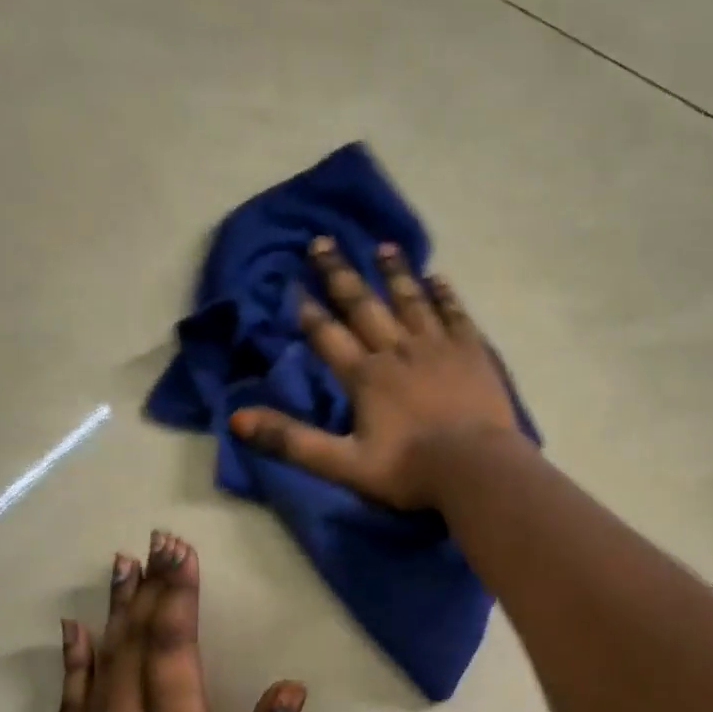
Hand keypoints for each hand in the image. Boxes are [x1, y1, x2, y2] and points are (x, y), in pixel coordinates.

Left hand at [38, 532, 303, 711]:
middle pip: (139, 643)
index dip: (179, 597)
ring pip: (104, 660)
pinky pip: (70, 698)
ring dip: (116, 608)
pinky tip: (74, 628)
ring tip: (122, 564)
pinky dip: (73, 658)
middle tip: (155, 540)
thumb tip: (290, 688)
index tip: (180, 552)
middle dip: (151, 587)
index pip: (177, 651)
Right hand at [230, 236, 527, 508]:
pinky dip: (444, 295)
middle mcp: (397, 350)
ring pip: (411, 300)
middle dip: (341, 274)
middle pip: (364, 305)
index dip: (309, 312)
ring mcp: (437, 347)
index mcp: (365, 377)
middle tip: (324, 241)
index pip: (328, 336)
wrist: (475, 469)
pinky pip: (454, 314)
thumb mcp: (343, 463)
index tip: (294, 286)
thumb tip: (237, 418)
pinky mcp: (471, 352)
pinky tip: (437, 277)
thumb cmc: (409, 469)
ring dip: (395, 272)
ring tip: (383, 246)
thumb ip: (292, 440)